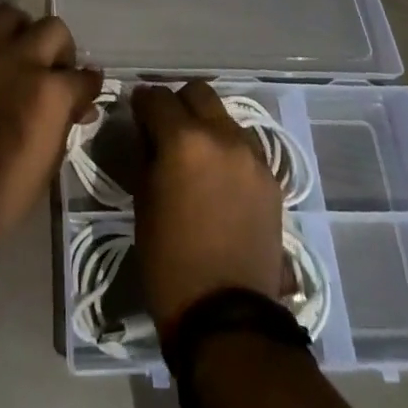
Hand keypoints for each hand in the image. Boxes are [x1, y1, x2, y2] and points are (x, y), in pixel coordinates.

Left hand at [0, 4, 104, 237]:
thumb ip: (63, 124)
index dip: (88, 86)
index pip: (85, 76)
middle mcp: (21, 59)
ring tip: (14, 54)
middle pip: (54, 28)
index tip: (84, 94)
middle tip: (51, 70)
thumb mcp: (47, 163)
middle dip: (60, 49)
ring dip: (19, 32)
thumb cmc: (1, 189)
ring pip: (10, 14)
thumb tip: (77, 107)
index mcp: (50, 91)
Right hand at [130, 81, 284, 331]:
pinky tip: (219, 179)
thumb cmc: (168, 258)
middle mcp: (222, 136)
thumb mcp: (142, 198)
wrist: (226, 315)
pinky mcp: (271, 179)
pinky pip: (245, 147)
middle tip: (166, 128)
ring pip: (225, 117)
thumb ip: (147, 152)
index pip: (156, 96)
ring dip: (207, 126)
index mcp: (183, 139)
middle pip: (197, 93)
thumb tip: (148, 130)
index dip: (142, 102)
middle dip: (178, 103)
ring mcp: (252, 156)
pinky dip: (228, 151)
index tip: (136, 114)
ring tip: (196, 156)